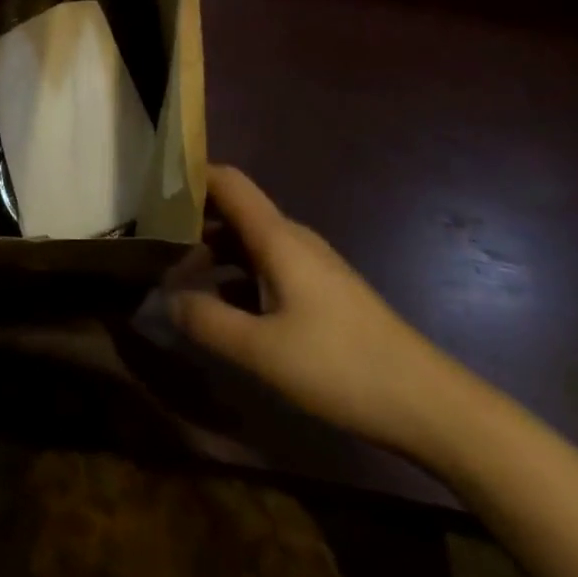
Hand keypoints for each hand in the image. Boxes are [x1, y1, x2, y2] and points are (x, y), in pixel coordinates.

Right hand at [170, 164, 462, 456]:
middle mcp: (292, 238)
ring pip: (249, 242)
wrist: (426, 401)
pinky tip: (223, 308)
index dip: (191, 174)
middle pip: (234, 210)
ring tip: (177, 278)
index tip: (151, 185)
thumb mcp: (262, 351)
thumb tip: (168, 299)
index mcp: (277, 237)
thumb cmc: (340, 366)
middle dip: (192, 221)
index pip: (228, 181)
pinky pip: (267, 266)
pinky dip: (237, 276)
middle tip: (152, 243)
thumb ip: (208, 321)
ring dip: (214, 253)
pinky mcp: (321, 290)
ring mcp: (310, 264)